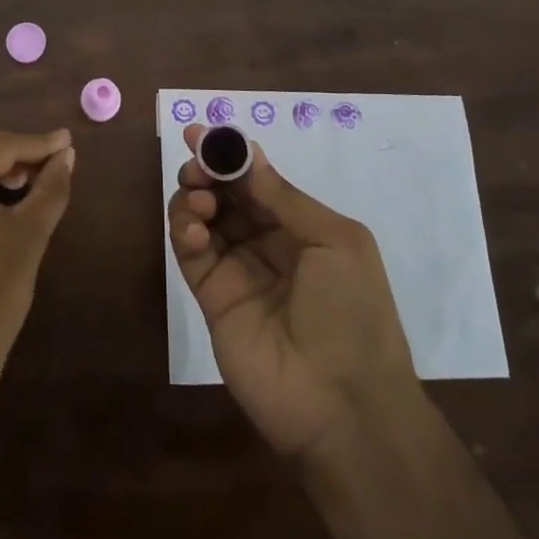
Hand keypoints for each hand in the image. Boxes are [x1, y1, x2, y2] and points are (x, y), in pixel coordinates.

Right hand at [167, 125, 417, 464]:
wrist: (344, 406)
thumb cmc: (353, 313)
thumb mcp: (336, 243)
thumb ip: (285, 198)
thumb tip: (248, 154)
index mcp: (302, 228)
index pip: (258, 181)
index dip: (233, 155)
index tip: (204, 131)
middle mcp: (266, 243)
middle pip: (226, 194)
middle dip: (208, 170)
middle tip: (193, 160)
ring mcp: (237, 271)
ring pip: (203, 218)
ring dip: (194, 197)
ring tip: (199, 199)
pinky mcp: (212, 298)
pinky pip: (190, 254)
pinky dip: (185, 232)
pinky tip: (194, 230)